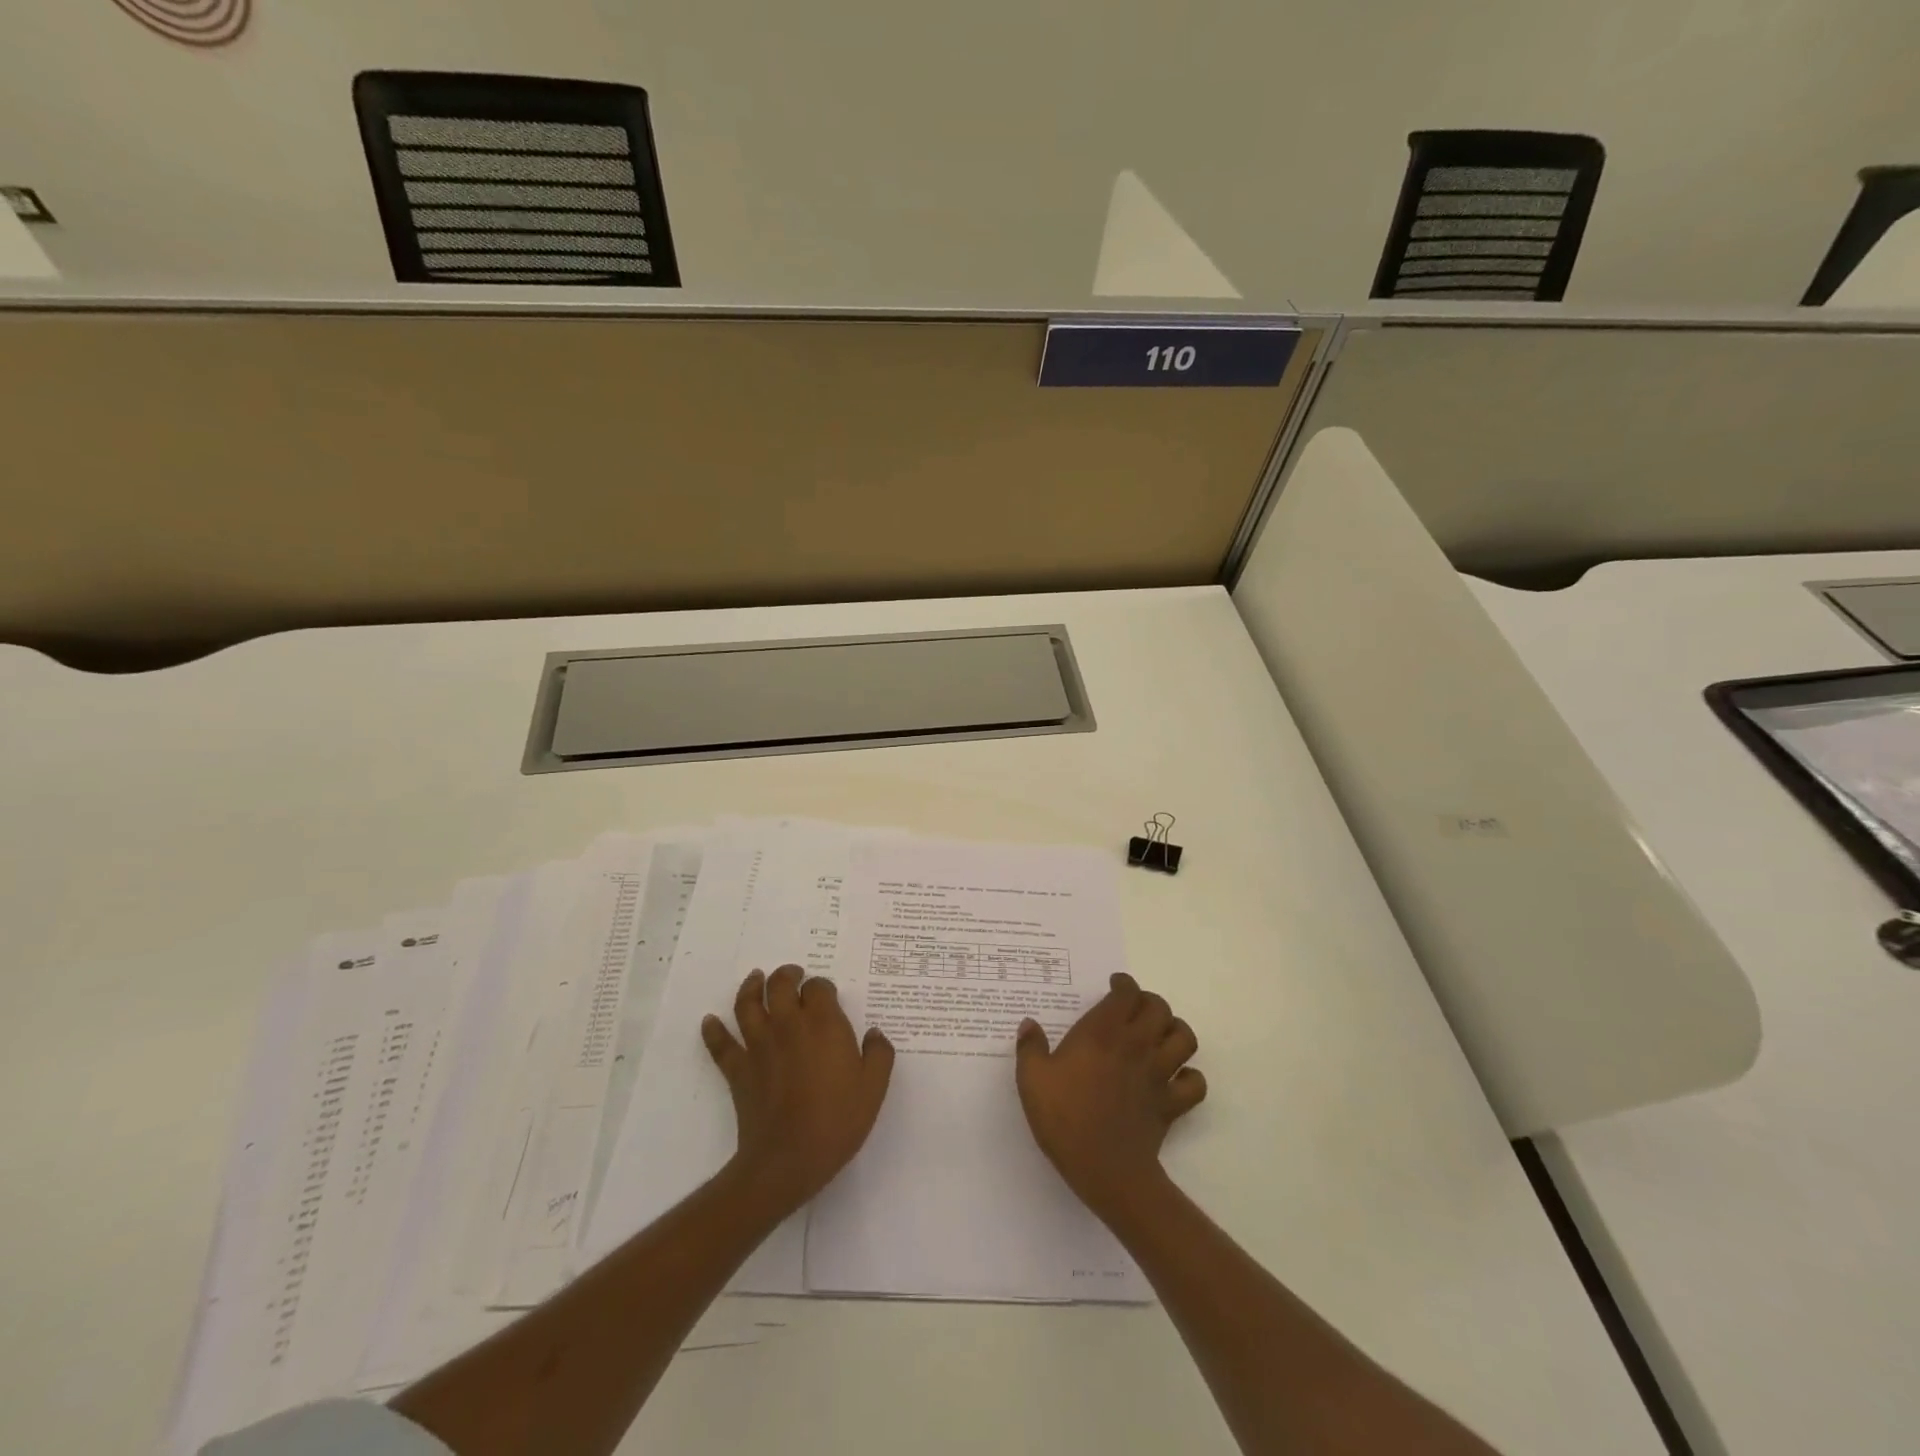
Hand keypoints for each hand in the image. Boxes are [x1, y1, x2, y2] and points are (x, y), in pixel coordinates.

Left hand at [702, 965, 894, 1215]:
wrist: (788, 1160)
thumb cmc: (837, 1121)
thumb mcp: (873, 1088)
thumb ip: (878, 1054)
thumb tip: (874, 1034)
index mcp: (823, 1024)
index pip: (818, 987)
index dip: (822, 987)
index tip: (827, 996)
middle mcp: (788, 1025)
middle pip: (780, 985)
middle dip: (787, 975)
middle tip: (793, 975)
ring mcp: (758, 1046)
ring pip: (747, 1004)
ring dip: (751, 987)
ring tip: (756, 979)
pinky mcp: (738, 1070)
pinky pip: (721, 1044)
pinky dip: (713, 1030)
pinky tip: (710, 1021)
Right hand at [1014, 972, 1205, 1219]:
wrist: (1104, 1169)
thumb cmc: (1065, 1118)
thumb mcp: (1032, 1079)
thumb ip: (1030, 1047)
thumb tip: (1029, 1024)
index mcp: (1103, 1032)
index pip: (1127, 992)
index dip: (1124, 984)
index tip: (1115, 985)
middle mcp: (1136, 1044)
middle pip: (1159, 1008)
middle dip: (1149, 1002)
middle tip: (1134, 1009)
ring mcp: (1158, 1074)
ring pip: (1185, 1037)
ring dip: (1175, 1030)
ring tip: (1159, 1036)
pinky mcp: (1172, 1103)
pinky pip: (1195, 1083)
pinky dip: (1190, 1077)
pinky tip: (1175, 1078)